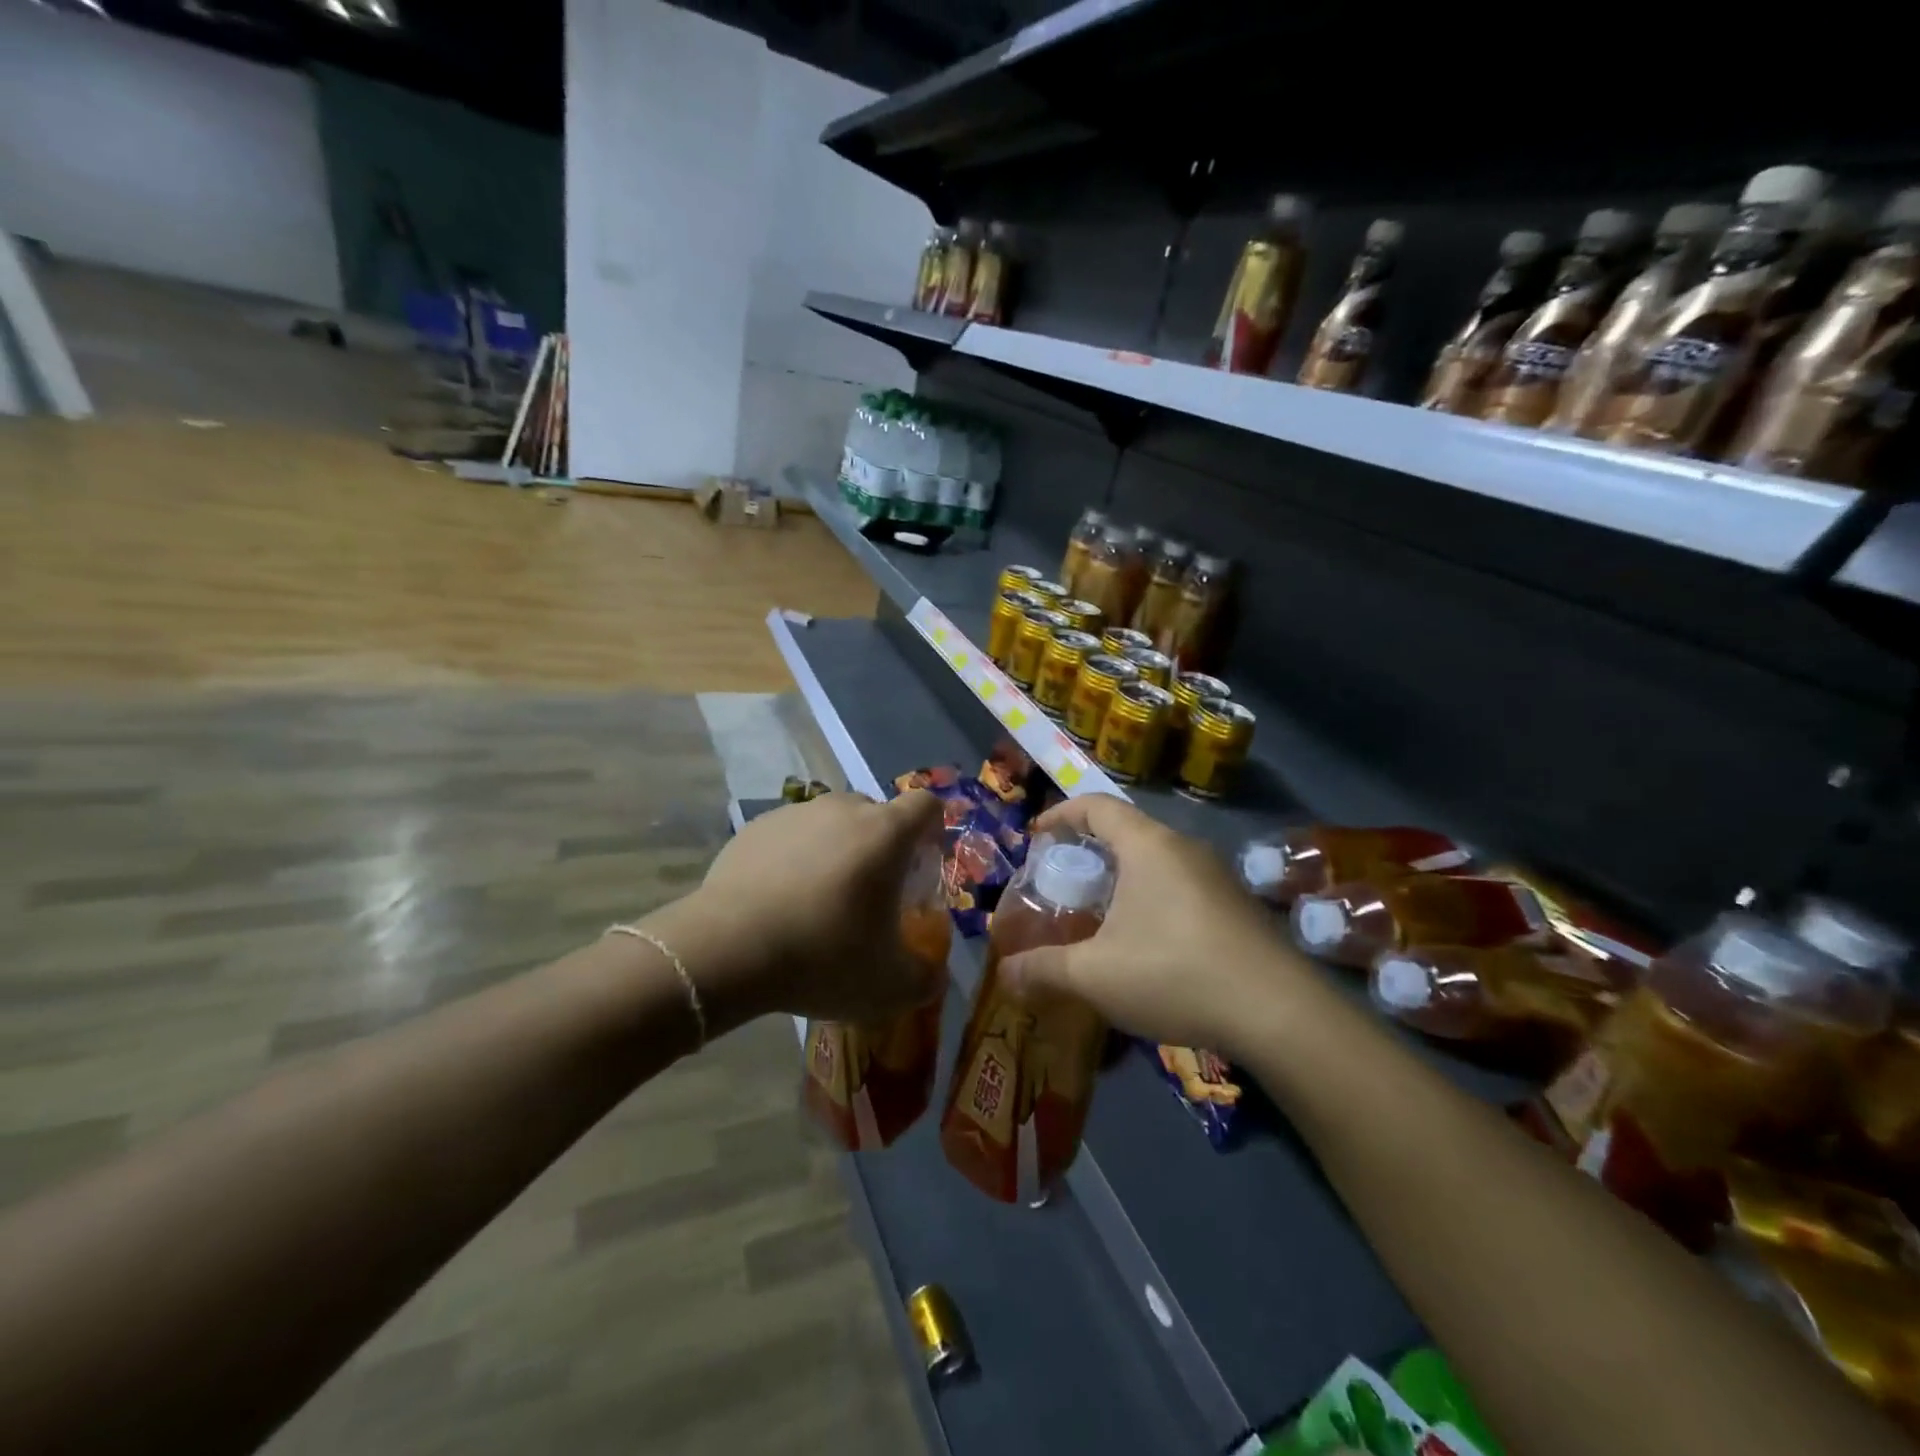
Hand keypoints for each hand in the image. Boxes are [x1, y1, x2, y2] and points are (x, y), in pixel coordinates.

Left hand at [688, 789, 945, 1024]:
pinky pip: (791, 836)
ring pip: (832, 823)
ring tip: (820, 901)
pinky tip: (779, 901)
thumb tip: (934, 976)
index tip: (923, 865)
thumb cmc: (823, 957)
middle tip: (872, 895)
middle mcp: (843, 810)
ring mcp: (795, 814)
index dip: (933, 829)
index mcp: (885, 834)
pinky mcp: (755, 828)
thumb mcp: (889, 986)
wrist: (727, 949)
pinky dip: (795, 859)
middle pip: (877, 814)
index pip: (925, 805)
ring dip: (838, 852)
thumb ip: (925, 978)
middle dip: (882, 847)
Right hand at [1001, 795, 1302, 1056]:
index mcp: (1147, 846)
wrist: (1279, 1013)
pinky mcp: (1237, 907)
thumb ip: (1043, 970)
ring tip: (1100, 917)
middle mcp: (1184, 848)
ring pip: (1156, 862)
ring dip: (1123, 880)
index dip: (1061, 815)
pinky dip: (1152, 900)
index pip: (1096, 805)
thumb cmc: (1174, 974)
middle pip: (1127, 832)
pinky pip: (1181, 887)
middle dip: (1089, 852)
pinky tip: (1146, 946)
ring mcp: (1217, 876)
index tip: (1036, 837)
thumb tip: (1004, 975)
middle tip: (1063, 884)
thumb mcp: (1095, 975)